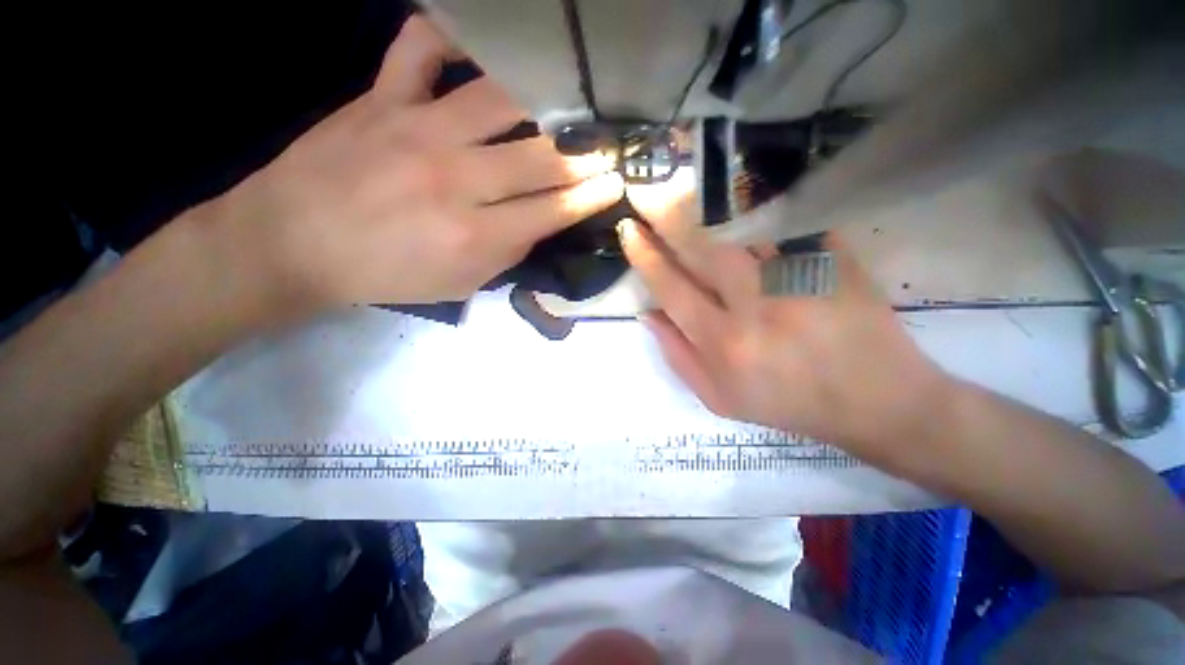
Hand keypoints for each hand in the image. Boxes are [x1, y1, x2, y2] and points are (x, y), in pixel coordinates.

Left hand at [215, 17, 623, 314]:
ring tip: (568, 98)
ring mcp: (417, 129)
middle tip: (611, 144)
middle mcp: (454, 179)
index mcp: (474, 235)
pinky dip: (451, 35)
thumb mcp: (460, 284)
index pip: (552, 210)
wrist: (294, 245)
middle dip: (585, 154)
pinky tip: (477, 46)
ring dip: (544, 98)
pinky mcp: (382, 97)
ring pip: (498, 98)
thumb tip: (541, 222)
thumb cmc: (386, 275)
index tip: (618, 181)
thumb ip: (507, 254)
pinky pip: (420, 46)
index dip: (591, 195)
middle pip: (539, 158)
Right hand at [621, 173, 952, 467]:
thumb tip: (649, 315)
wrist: (875, 401)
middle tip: (645, 192)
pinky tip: (745, 207)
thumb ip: (677, 356)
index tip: (629, 231)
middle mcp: (757, 306)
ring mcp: (800, 279)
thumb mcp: (718, 398)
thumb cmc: (787, 405)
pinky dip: (761, 216)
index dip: (645, 257)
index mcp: (723, 343)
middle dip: (667, 218)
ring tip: (687, 192)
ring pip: (744, 233)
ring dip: (710, 213)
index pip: (672, 288)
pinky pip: (788, 228)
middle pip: (703, 250)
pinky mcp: (835, 262)